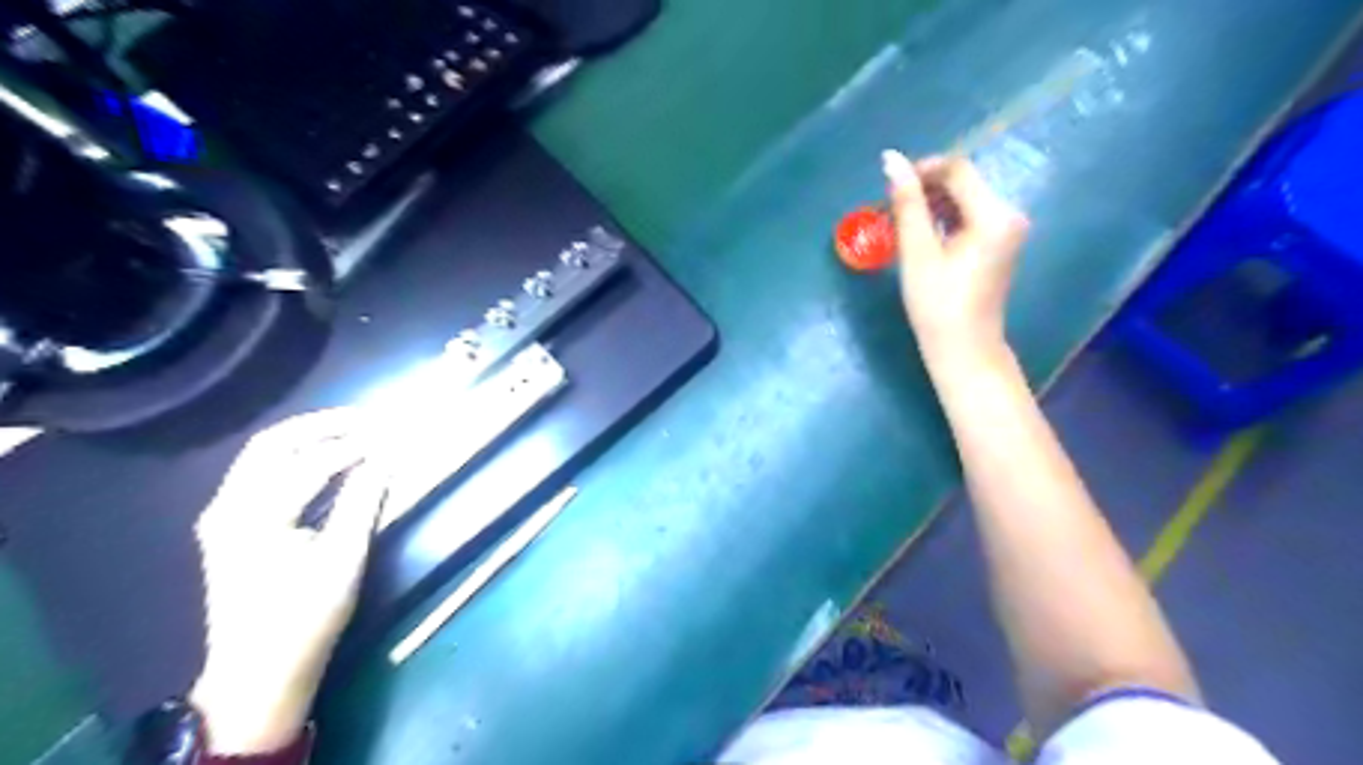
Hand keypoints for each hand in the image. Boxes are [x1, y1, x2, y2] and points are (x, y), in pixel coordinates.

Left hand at [189, 408, 386, 755]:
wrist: (258, 672)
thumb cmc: (306, 617)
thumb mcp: (344, 558)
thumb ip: (362, 500)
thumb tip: (387, 457)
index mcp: (254, 517)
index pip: (311, 463)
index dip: (357, 445)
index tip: (394, 435)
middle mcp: (227, 507)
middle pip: (273, 444)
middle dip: (323, 426)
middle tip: (368, 420)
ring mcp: (221, 515)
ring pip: (262, 454)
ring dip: (308, 437)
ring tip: (353, 432)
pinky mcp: (227, 524)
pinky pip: (259, 472)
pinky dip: (295, 456)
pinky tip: (325, 459)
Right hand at [885, 150, 1033, 361]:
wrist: (964, 348)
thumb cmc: (937, 304)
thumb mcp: (917, 252)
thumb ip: (907, 203)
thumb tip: (891, 159)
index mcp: (994, 215)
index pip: (958, 170)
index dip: (922, 169)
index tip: (889, 187)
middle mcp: (1009, 214)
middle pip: (963, 182)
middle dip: (925, 188)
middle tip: (890, 209)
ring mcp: (1008, 229)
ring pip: (964, 199)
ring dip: (931, 204)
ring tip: (900, 223)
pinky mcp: (1000, 243)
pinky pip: (969, 216)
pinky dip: (944, 219)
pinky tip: (921, 236)